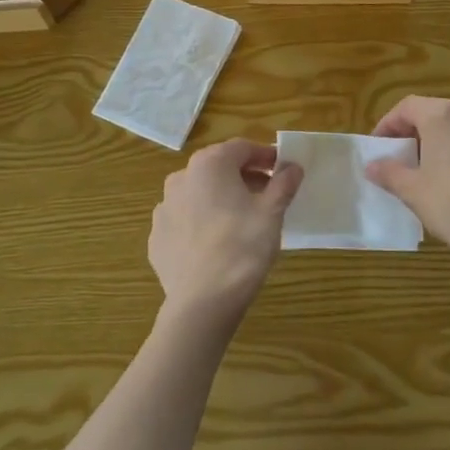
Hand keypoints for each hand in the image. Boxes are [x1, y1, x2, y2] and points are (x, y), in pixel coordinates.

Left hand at [149, 138, 302, 340]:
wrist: (202, 302)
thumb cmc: (243, 247)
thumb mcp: (272, 213)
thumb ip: (283, 184)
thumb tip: (292, 167)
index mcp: (209, 165)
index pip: (242, 148)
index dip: (265, 156)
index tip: (282, 170)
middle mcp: (180, 178)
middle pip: (218, 168)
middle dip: (243, 176)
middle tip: (267, 194)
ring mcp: (163, 208)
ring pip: (199, 194)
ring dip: (220, 199)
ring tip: (241, 220)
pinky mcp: (156, 237)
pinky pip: (184, 221)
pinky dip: (202, 223)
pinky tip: (216, 243)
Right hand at [366, 97, 449, 276]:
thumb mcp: (413, 192)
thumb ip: (389, 172)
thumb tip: (373, 165)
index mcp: (444, 117)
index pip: (408, 107)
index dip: (389, 124)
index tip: (380, 146)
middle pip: (439, 116)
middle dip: (420, 135)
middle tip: (408, 161)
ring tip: (443, 175)